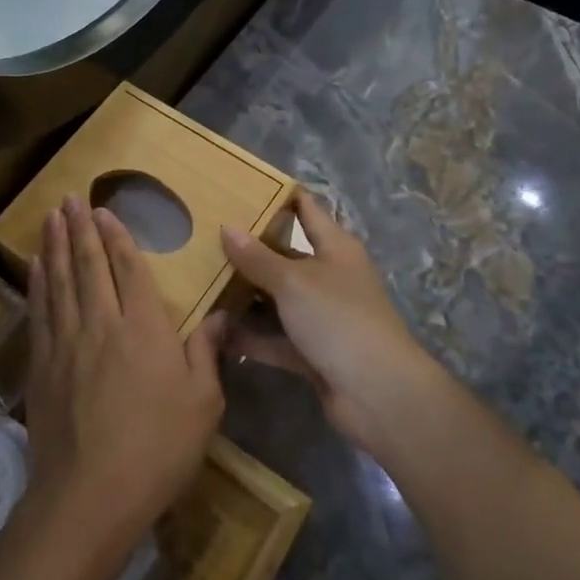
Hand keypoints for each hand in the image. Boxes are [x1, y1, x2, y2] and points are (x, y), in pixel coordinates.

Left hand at [22, 195, 226, 555]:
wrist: (89, 497)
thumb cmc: (157, 450)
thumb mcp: (203, 405)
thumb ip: (208, 353)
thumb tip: (222, 315)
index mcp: (144, 328)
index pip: (128, 268)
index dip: (116, 236)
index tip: (104, 210)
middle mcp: (102, 323)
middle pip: (88, 265)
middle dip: (80, 228)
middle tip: (70, 197)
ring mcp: (67, 343)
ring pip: (60, 280)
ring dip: (55, 245)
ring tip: (51, 216)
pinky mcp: (42, 366)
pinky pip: (40, 311)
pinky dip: (38, 283)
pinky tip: (37, 266)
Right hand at [220, 190, 441, 450]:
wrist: (378, 393)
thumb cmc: (339, 319)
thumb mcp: (294, 281)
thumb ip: (258, 257)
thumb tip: (227, 226)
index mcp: (336, 247)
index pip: (306, 210)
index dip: (278, 196)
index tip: (241, 186)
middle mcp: (330, 277)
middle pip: (286, 255)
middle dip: (250, 250)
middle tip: (206, 237)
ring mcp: (321, 316)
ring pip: (277, 299)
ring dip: (245, 296)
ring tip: (201, 282)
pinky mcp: (312, 352)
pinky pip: (275, 338)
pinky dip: (251, 336)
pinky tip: (215, 331)